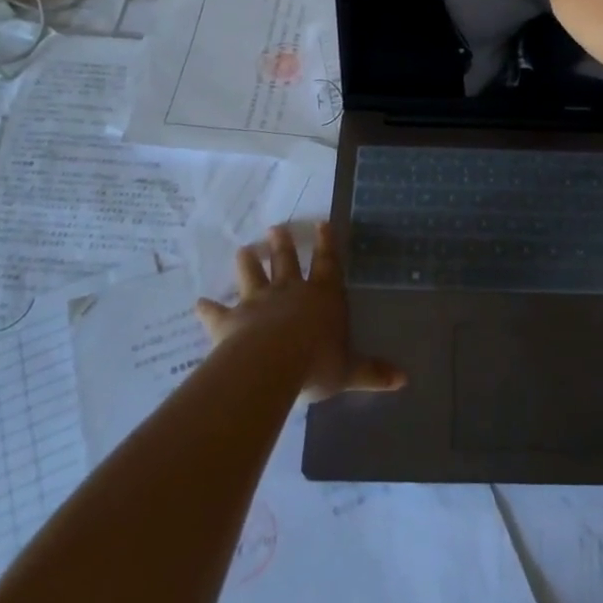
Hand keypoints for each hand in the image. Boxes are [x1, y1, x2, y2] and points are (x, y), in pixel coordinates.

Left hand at [195, 223, 406, 402]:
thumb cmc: (317, 362)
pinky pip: (217, 312)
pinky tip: (198, 303)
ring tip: (244, 249)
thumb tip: (404, 380)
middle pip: (287, 262)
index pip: (327, 264)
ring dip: (248, 263)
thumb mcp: (351, 371)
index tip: (321, 222)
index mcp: (322, 297)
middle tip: (276, 228)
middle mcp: (290, 292)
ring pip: (252, 276)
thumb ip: (372, 372)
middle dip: (283, 245)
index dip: (326, 244)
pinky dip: (208, 308)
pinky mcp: (230, 320)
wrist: (272, 364)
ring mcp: (258, 303)